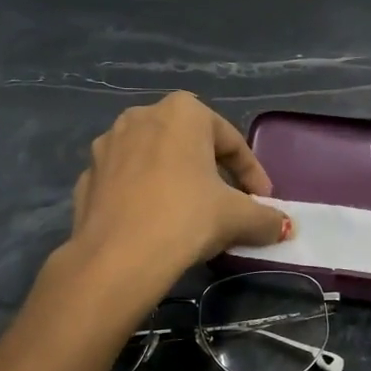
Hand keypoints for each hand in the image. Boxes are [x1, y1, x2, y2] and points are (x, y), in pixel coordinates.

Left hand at [64, 93, 289, 290]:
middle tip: (228, 203)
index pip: (231, 141)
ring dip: (176, 180)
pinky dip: (144, 195)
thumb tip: (285, 227)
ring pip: (154, 159)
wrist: (117, 257)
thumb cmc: (186, 218)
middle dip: (212, 172)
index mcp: (183, 112)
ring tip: (190, 213)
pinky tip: (154, 223)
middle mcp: (141, 116)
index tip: (263, 201)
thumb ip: (266, 218)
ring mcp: (107, 145)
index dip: (252, 173)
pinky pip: (127, 181)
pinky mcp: (86, 177)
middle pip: (190, 144)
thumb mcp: (238, 217)